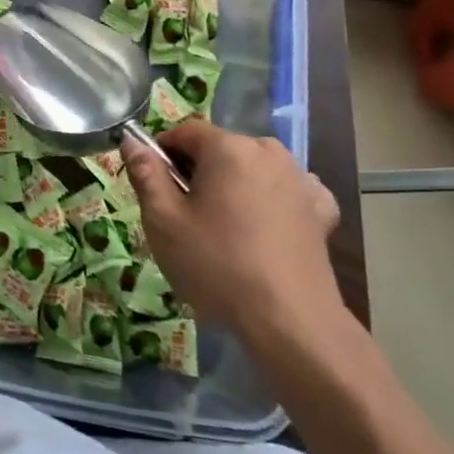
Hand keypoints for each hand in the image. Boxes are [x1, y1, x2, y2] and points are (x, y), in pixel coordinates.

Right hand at [123, 118, 341, 337]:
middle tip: (185, 213)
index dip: (162, 153)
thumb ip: (146, 174)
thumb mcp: (163, 221)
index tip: (154, 186)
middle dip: (199, 171)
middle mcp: (268, 152)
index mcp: (228, 148)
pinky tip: (265, 227)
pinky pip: (287, 190)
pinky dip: (272, 200)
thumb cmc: (217, 265)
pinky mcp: (322, 210)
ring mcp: (301, 179)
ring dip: (234, 185)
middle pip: (220, 149)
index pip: (184, 132)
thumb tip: (131, 141)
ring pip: (253, 168)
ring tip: (225, 227)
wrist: (290, 321)